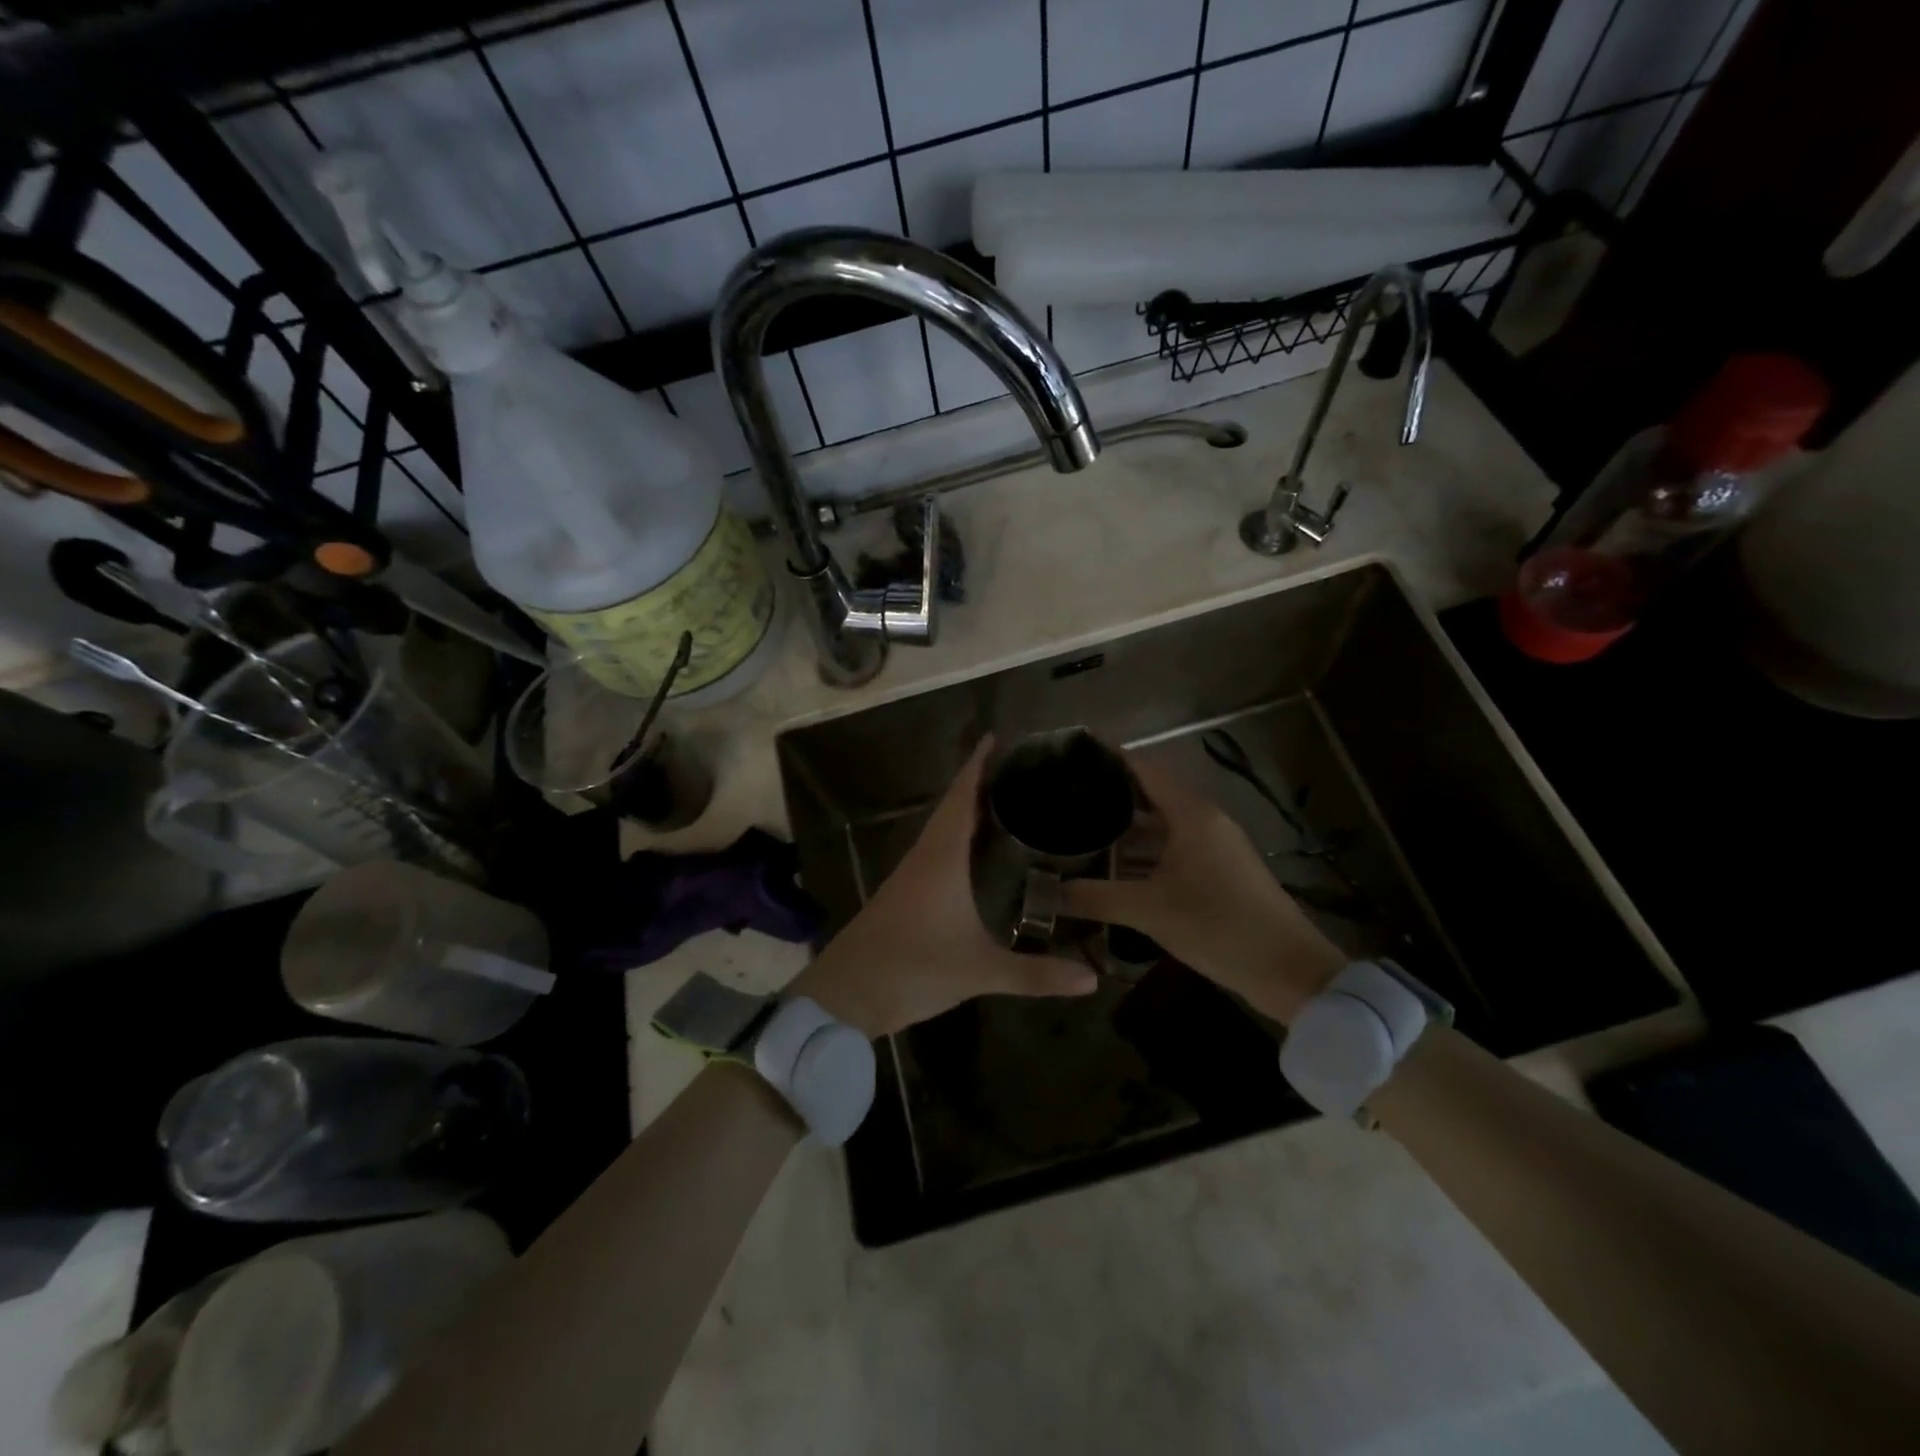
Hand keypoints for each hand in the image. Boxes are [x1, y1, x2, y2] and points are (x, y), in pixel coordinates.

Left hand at [789, 738, 1099, 1037]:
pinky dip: (958, 837)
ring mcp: (911, 875)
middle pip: (953, 806)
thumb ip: (1035, 975)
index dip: (978, 765)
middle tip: (1019, 768)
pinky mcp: (905, 894)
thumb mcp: (979, 971)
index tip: (997, 736)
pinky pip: (937, 850)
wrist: (846, 994)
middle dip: (981, 783)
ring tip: (1006, 800)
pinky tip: (976, 852)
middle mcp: (925, 856)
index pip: (961, 797)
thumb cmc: (912, 968)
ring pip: (943, 829)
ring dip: (968, 809)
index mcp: (941, 857)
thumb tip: (1091, 979)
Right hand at [1059, 752, 1344, 1025]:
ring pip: (1160, 827)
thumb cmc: (1218, 926)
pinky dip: (1143, 855)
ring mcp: (1213, 848)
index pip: (1146, 769)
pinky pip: (1171, 850)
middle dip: (1110, 796)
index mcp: (1192, 814)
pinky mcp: (1217, 873)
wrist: (1287, 971)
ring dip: (1125, 830)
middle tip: (1066, 797)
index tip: (1074, 754)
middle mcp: (1204, 822)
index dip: (1111, 758)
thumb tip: (1048, 892)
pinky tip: (1113, 869)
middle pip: (1151, 795)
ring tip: (1079, 831)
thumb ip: (1096, 897)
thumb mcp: (1149, 910)